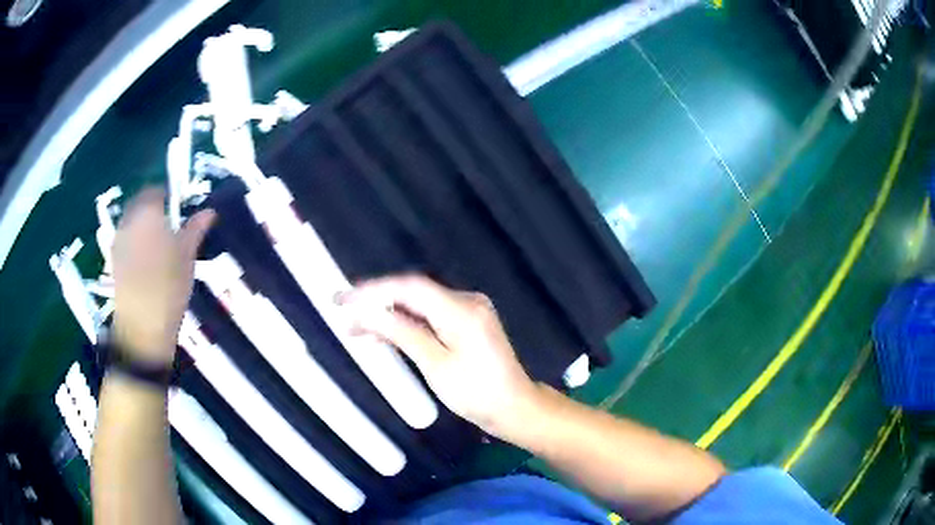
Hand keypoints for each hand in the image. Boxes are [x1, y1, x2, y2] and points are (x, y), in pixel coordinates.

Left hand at [112, 188, 214, 364]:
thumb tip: (209, 210)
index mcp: (148, 213)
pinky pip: (125, 242)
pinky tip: (146, 264)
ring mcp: (118, 242)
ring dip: (143, 228)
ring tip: (158, 247)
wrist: (142, 328)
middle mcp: (129, 222)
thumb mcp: (187, 256)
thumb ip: (195, 229)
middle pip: (139, 205)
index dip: (166, 196)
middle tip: (168, 227)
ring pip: (131, 224)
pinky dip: (135, 244)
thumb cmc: (169, 286)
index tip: (177, 210)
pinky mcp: (113, 262)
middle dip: (152, 211)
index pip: (155, 191)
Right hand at [339, 275, 541, 437]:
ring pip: (420, 305)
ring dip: (389, 314)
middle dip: (377, 302)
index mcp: (461, 309)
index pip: (410, 287)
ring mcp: (469, 311)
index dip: (373, 290)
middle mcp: (466, 301)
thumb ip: (401, 333)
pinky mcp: (467, 324)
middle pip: (414, 293)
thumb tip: (366, 313)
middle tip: (343, 311)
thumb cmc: (477, 393)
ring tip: (356, 327)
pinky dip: (407, 324)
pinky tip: (384, 334)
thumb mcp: (435, 365)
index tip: (344, 298)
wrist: (515, 408)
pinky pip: (431, 317)